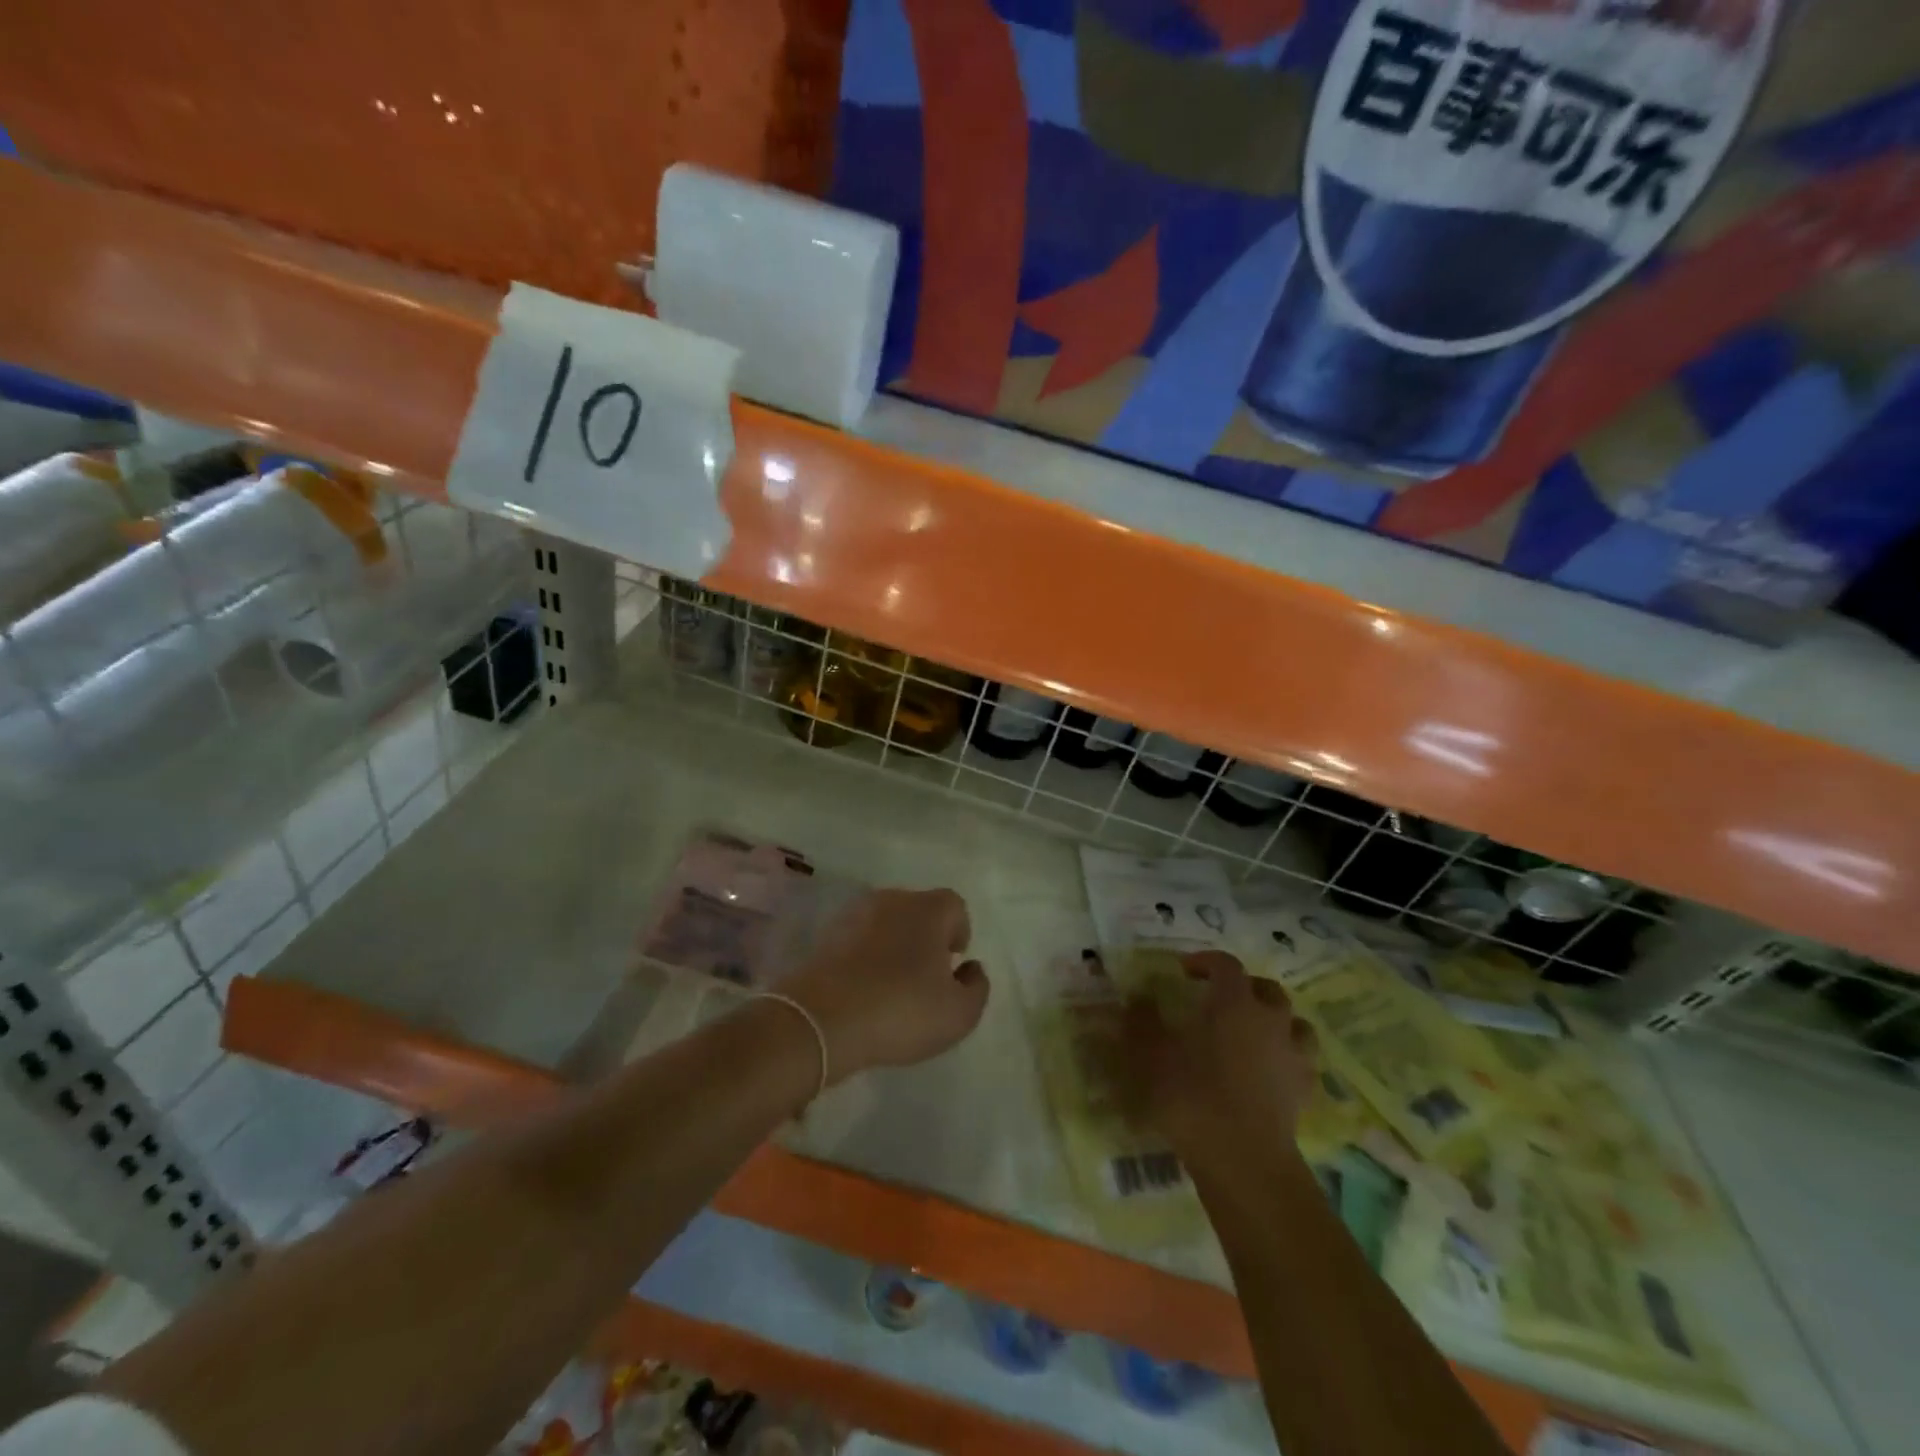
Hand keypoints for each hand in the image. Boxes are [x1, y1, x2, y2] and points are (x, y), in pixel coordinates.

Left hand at [781, 889, 988, 1081]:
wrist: (821, 1020)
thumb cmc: (902, 1010)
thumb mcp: (959, 1013)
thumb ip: (976, 987)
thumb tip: (970, 968)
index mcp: (927, 909)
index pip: (954, 905)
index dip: (959, 931)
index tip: (953, 962)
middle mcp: (891, 900)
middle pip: (918, 910)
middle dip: (926, 937)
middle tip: (926, 976)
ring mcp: (853, 915)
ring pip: (885, 923)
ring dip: (893, 946)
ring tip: (893, 985)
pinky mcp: (825, 937)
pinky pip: (857, 941)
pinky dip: (864, 958)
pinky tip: (864, 991)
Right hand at [1118, 952, 1316, 1166]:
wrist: (1243, 1160)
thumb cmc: (1192, 1096)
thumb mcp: (1151, 1054)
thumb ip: (1142, 1021)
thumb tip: (1138, 999)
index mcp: (1234, 1002)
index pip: (1226, 965)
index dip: (1205, 961)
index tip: (1184, 971)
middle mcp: (1270, 1020)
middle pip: (1267, 989)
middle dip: (1244, 987)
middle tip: (1220, 998)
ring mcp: (1293, 1056)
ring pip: (1294, 1023)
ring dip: (1274, 1020)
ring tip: (1253, 1032)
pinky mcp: (1304, 1091)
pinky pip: (1301, 1062)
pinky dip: (1287, 1057)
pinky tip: (1269, 1071)